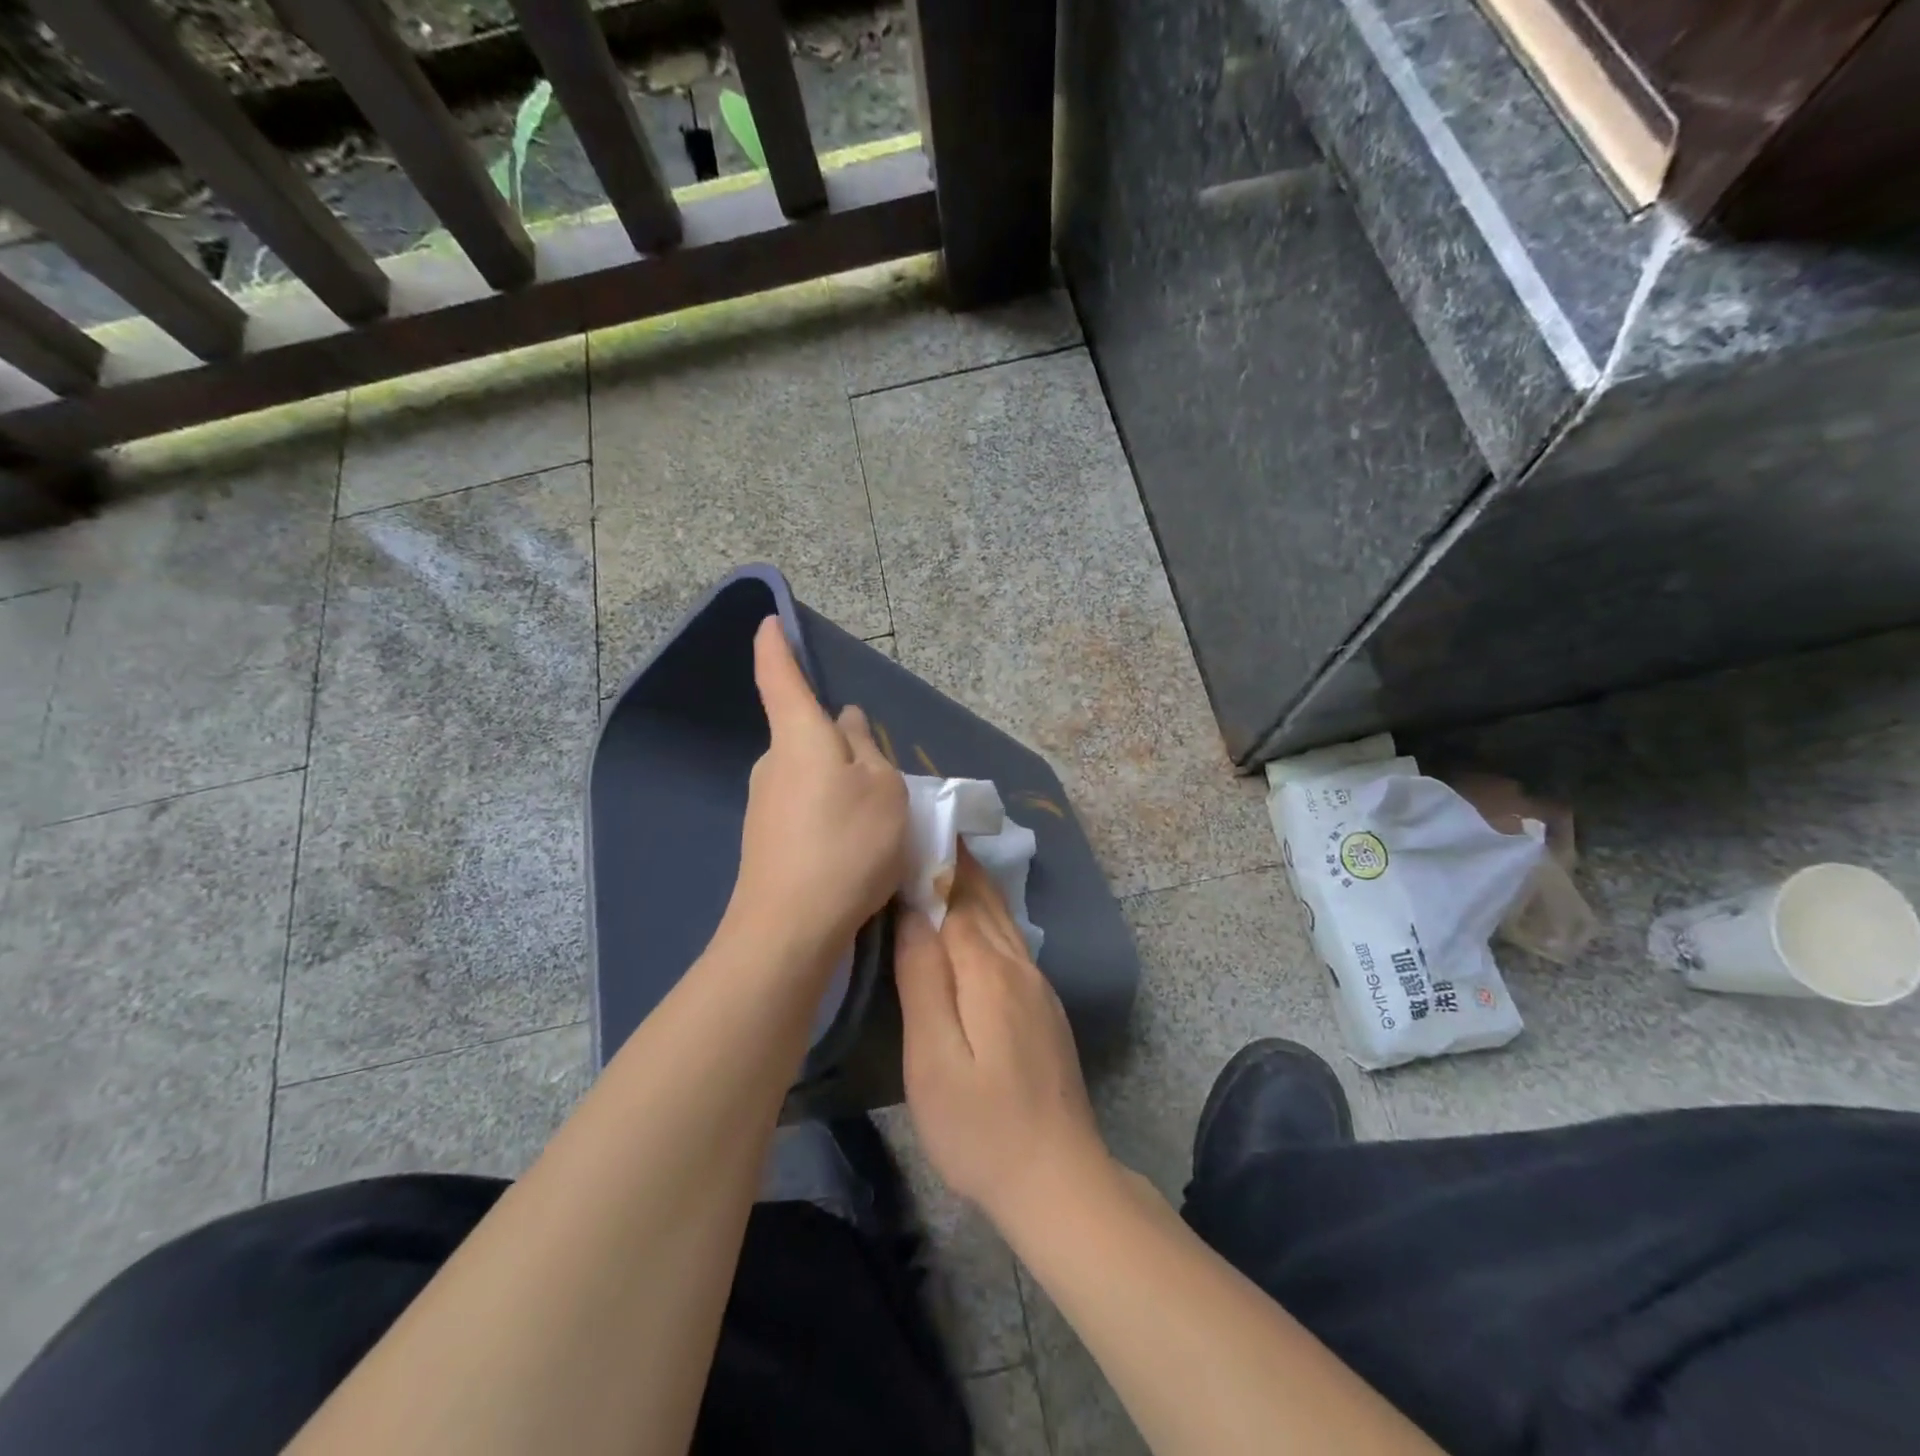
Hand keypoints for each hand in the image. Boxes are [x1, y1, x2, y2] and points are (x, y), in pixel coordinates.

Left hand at [725, 616, 906, 966]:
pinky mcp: (766, 839)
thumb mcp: (883, 789)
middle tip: (885, 776)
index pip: (780, 677)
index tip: (769, 622)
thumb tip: (846, 722)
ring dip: (842, 784)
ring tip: (878, 823)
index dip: (775, 646)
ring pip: (812, 775)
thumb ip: (868, 749)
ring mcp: (765, 804)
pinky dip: (831, 815)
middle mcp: (773, 763)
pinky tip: (854, 850)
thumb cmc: (847, 844)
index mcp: (800, 737)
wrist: (790, 929)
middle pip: (808, 735)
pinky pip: (806, 808)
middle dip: (842, 743)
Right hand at [896, 849, 1109, 1230]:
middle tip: (922, 827)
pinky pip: (1008, 941)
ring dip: (971, 884)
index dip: (933, 858)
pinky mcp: (1042, 1007)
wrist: (1058, 1178)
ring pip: (1000, 917)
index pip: (956, 895)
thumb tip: (912, 911)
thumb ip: (922, 979)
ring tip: (939, 859)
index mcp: (988, 969)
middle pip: (984, 897)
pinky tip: (968, 919)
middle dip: (955, 860)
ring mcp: (1036, 985)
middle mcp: (1018, 965)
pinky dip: (984, 914)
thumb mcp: (933, 1058)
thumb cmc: (980, 1126)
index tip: (910, 823)